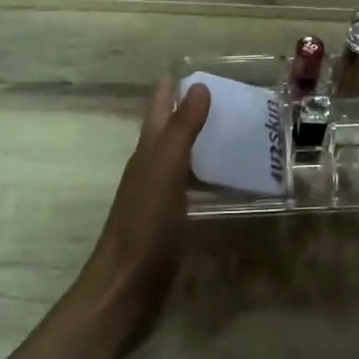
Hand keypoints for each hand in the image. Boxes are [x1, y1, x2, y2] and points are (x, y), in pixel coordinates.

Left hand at [78, 78, 210, 330]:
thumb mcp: (165, 172)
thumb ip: (181, 130)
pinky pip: (191, 189)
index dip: (169, 91)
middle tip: (225, 96)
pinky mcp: (170, 224)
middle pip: (167, 133)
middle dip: (188, 112)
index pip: (157, 112)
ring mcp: (159, 199)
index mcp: (146, 155)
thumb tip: (197, 86)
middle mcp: (150, 172)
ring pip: (180, 160)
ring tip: (232, 132)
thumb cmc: (145, 227)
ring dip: (199, 144)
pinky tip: (226, 182)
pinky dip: (207, 178)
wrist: (126, 289)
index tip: (191, 69)